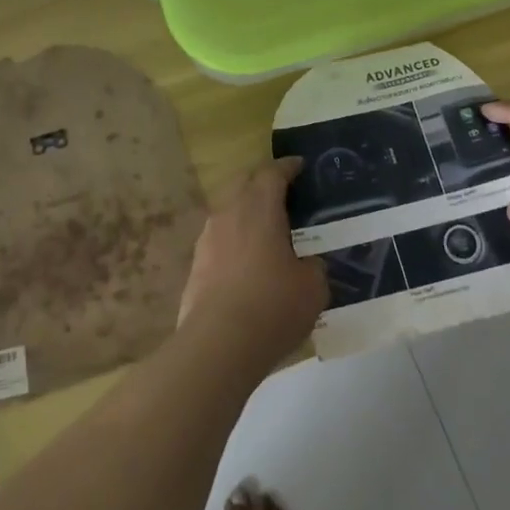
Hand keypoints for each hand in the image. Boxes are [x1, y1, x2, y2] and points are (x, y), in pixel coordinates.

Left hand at [179, 158, 326, 373]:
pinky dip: (233, 239)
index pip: (272, 173)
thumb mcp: (313, 286)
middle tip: (282, 192)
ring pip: (227, 210)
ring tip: (264, 228)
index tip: (299, 165)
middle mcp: (229, 213)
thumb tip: (307, 263)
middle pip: (243, 183)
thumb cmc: (273, 306)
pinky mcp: (196, 264)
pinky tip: (245, 260)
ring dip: (244, 211)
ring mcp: (207, 238)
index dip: (287, 167)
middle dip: (261, 182)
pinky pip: (218, 239)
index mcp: (259, 207)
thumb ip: (313, 266)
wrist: (218, 344)